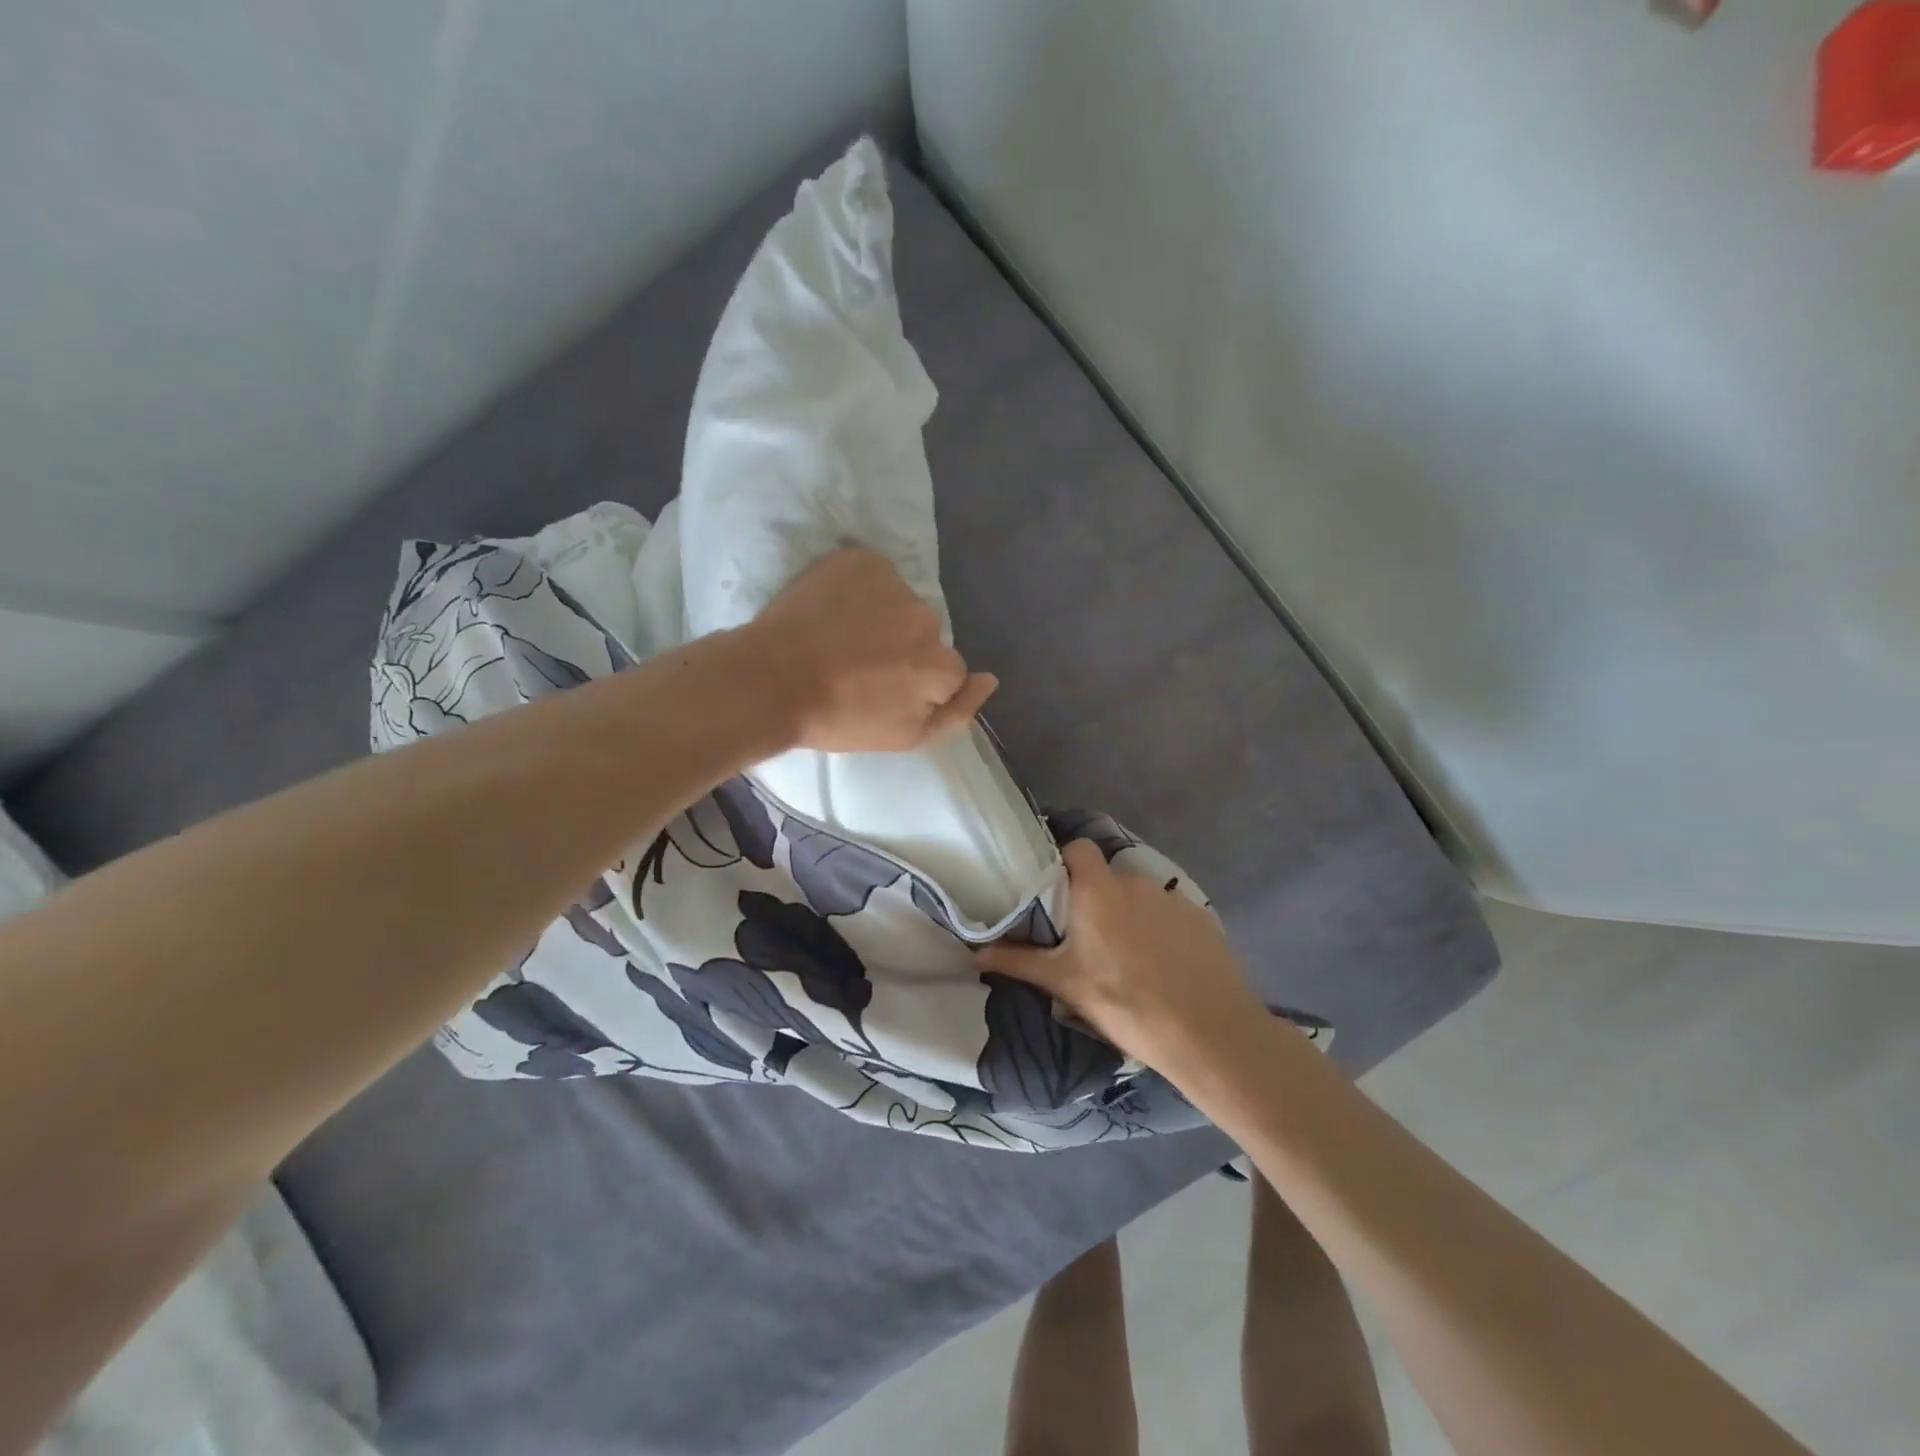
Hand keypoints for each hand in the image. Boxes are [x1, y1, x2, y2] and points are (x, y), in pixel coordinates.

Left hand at [747, 547, 997, 752]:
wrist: (771, 681)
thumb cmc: (839, 719)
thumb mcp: (906, 737)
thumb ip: (958, 711)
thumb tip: (990, 678)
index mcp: (941, 664)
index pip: (945, 670)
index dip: (913, 683)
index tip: (880, 691)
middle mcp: (928, 618)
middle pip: (924, 633)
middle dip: (901, 646)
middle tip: (858, 666)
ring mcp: (894, 584)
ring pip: (899, 602)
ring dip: (880, 616)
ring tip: (840, 637)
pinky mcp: (861, 559)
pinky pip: (873, 574)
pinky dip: (858, 588)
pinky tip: (831, 610)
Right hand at [975, 840, 1269, 1078]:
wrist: (1209, 1033)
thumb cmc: (1126, 1004)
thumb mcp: (1065, 984)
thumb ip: (1018, 962)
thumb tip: (971, 954)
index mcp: (1098, 890)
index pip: (1078, 848)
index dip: (1064, 862)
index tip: (1054, 892)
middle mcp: (1135, 882)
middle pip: (1107, 876)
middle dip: (1094, 897)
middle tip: (1084, 935)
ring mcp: (1173, 898)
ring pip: (1139, 896)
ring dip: (1127, 914)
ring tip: (1125, 956)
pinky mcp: (1202, 918)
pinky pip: (1169, 913)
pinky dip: (1160, 929)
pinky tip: (1163, 965)